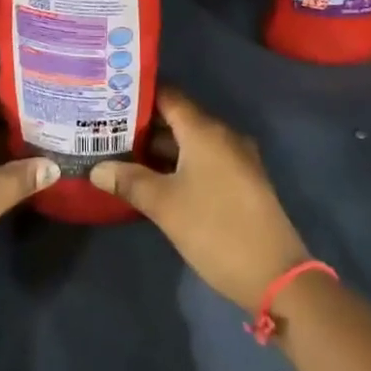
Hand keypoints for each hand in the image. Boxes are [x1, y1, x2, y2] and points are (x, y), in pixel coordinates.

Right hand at [90, 89, 308, 311]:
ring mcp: (235, 159)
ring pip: (189, 142)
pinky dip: (176, 164)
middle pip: (177, 119)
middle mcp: (222, 136)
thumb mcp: (164, 205)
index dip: (136, 95)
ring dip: (157, 149)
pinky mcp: (240, 182)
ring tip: (119, 154)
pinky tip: (151, 179)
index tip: (107, 99)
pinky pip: (202, 160)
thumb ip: (129, 181)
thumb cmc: (215, 229)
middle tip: (104, 130)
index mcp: (205, 131)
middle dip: (141, 125)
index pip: (167, 96)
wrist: (275, 275)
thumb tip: (96, 168)